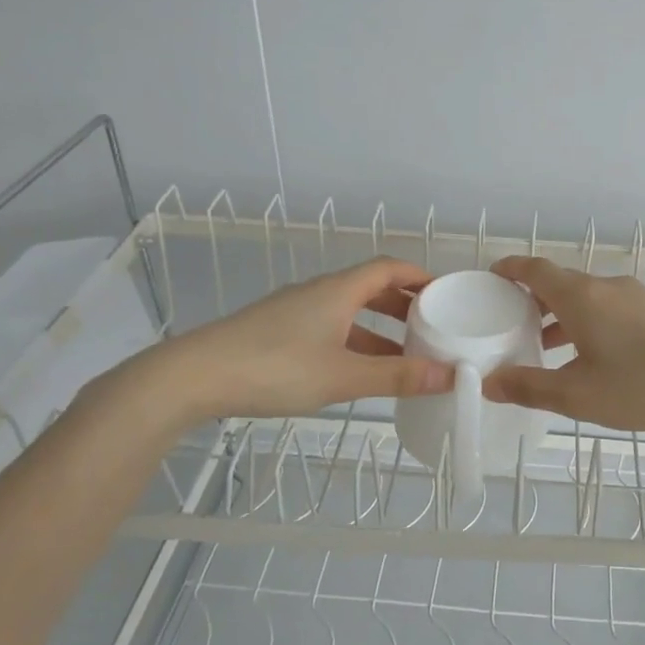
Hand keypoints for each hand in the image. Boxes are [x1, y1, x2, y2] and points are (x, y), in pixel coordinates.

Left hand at [138, 256, 453, 422]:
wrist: (194, 376)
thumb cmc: (275, 368)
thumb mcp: (343, 376)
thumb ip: (396, 376)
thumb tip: (450, 375)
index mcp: (338, 291)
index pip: (388, 268)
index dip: (419, 276)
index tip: (446, 292)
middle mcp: (318, 293)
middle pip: (370, 287)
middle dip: (404, 304)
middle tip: (432, 325)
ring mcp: (294, 311)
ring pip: (348, 311)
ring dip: (379, 328)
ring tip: (404, 355)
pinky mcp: (276, 332)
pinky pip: (329, 327)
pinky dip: (353, 341)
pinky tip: (357, 370)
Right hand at [481, 257, 644, 430]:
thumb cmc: (644, 385)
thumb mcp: (579, 396)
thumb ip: (530, 387)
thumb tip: (489, 383)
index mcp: (581, 297)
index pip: (535, 269)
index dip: (510, 270)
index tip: (491, 277)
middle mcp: (606, 287)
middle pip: (560, 282)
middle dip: (532, 298)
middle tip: (509, 321)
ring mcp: (635, 297)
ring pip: (586, 297)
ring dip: (561, 314)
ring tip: (544, 344)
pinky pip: (608, 308)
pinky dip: (587, 321)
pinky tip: (591, 355)